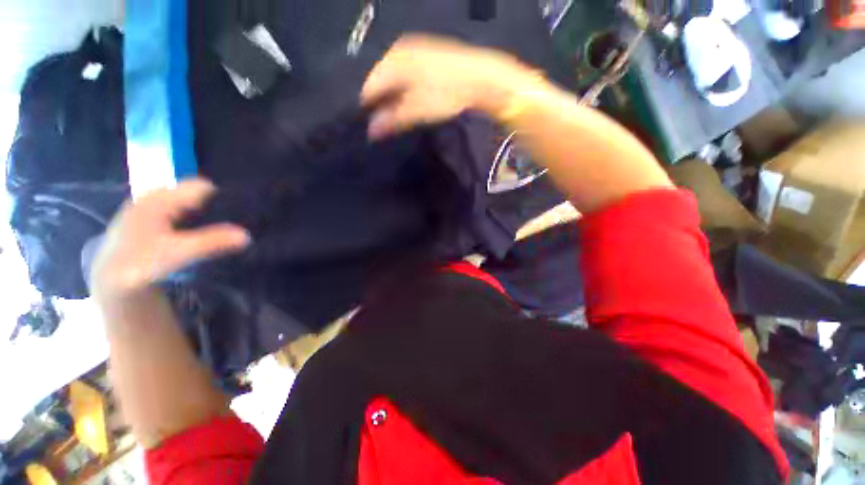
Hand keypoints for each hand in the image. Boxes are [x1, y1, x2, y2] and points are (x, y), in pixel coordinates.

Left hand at [91, 179, 250, 299]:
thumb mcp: (177, 254)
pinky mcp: (152, 216)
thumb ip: (212, 242)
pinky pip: (182, 210)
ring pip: (190, 203)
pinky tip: (200, 233)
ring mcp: (153, 205)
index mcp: (160, 198)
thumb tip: (247, 236)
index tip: (240, 216)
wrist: (110, 279)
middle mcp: (156, 196)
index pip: (203, 187)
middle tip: (233, 226)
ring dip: (207, 214)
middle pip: (197, 194)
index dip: (223, 199)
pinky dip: (195, 219)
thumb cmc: (139, 264)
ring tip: (221, 231)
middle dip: (217, 207)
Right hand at [361, 34, 537, 138]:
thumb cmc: (445, 93)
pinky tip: (408, 103)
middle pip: (379, 81)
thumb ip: (392, 120)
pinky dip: (402, 90)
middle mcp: (396, 51)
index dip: (367, 108)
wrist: (479, 77)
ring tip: (395, 117)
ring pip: (392, 78)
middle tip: (383, 125)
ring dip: (391, 98)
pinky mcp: (424, 56)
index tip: (369, 127)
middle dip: (379, 103)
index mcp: (391, 62)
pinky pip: (404, 75)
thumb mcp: (416, 110)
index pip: (368, 87)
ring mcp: (411, 51)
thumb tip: (371, 131)